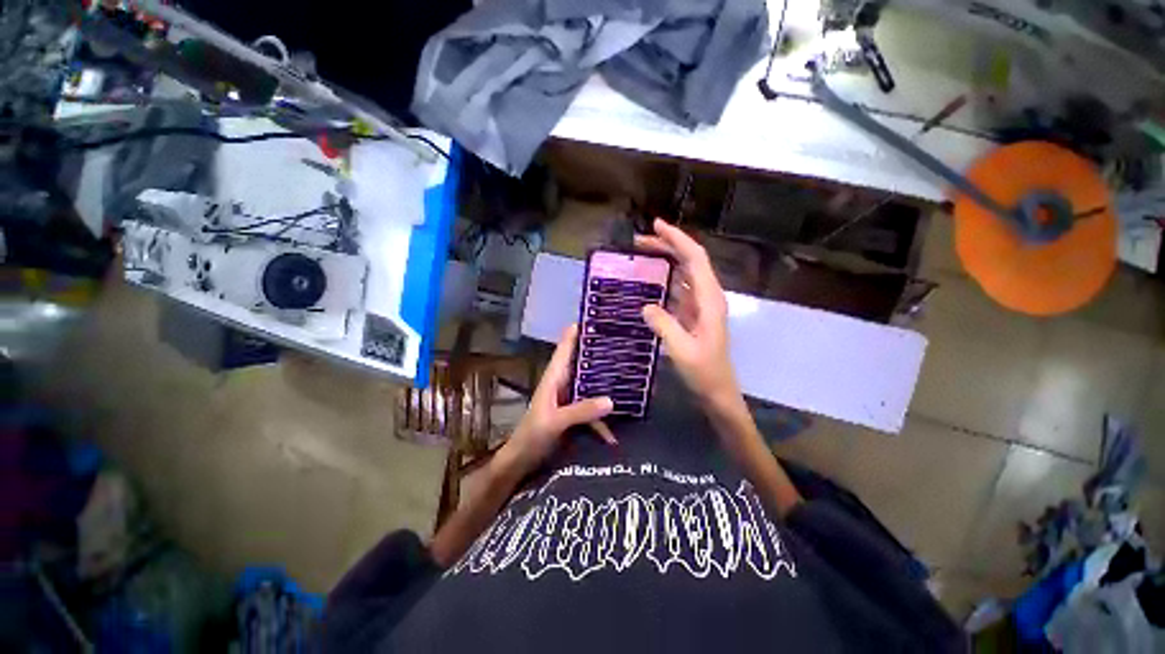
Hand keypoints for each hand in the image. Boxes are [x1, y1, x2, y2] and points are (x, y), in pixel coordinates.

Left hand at [500, 324, 614, 478]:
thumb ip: (580, 411)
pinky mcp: (576, 414)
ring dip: (608, 384)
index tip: (599, 318)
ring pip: (592, 384)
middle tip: (626, 343)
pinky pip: (595, 409)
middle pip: (584, 363)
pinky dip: (605, 417)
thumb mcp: (554, 422)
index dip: (579, 331)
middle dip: (602, 354)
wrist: (522, 463)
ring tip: (634, 378)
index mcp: (554, 377)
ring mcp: (571, 399)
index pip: (566, 347)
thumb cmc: (532, 436)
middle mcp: (564, 383)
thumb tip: (611, 400)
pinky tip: (620, 429)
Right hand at [636, 219, 739, 408]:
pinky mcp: (693, 314)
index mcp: (710, 300)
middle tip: (639, 240)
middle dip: (668, 245)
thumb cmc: (704, 372)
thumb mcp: (682, 350)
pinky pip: (678, 289)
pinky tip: (649, 280)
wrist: (717, 391)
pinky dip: (664, 279)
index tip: (656, 226)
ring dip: (665, 260)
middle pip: (690, 261)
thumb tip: (646, 305)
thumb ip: (664, 325)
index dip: (677, 239)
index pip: (695, 259)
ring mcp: (700, 305)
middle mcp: (708, 296)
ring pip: (684, 273)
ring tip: (641, 254)